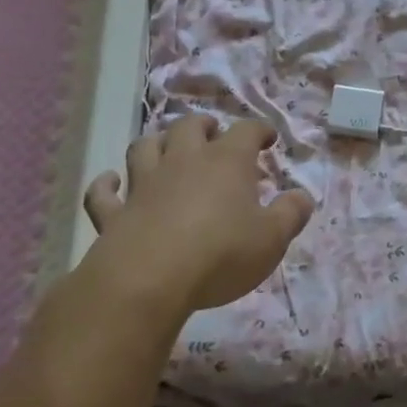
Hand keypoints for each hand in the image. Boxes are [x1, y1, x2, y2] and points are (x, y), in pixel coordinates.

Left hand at [80, 114, 314, 317]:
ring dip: (156, 143)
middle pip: (189, 127)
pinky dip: (106, 185)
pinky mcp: (115, 213)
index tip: (268, 139)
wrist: (148, 281)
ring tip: (166, 148)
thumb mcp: (272, 238)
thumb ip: (291, 214)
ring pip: (145, 147)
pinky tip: (111, 183)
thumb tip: (303, 197)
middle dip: (203, 125)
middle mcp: (184, 162)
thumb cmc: (221, 254)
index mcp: (226, 162)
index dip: (259, 130)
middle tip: (213, 134)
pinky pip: (103, 193)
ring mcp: (144, 185)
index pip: (246, 131)